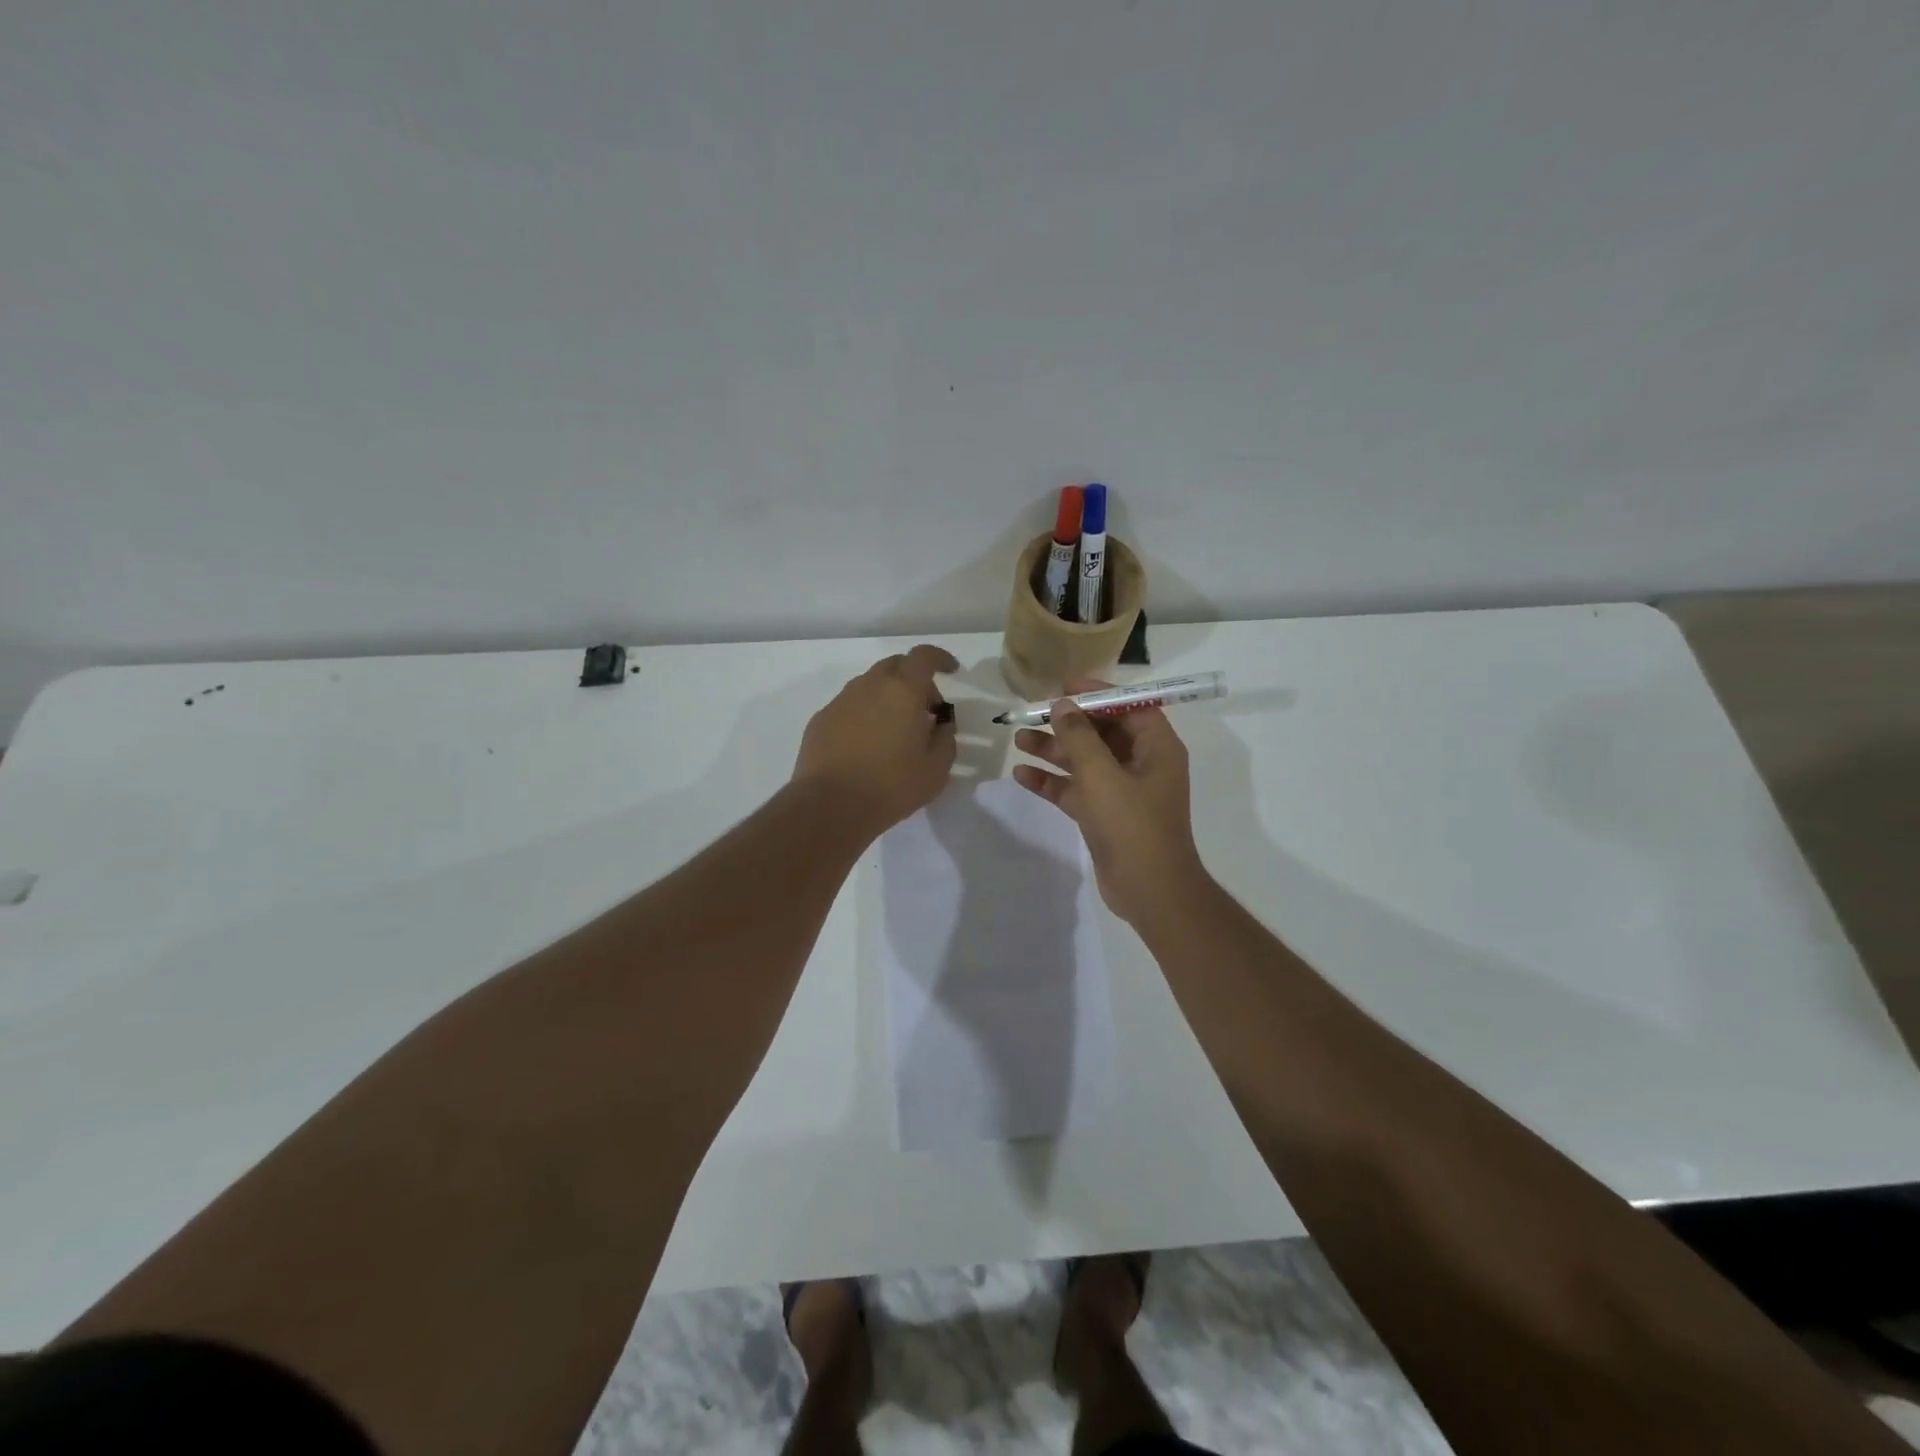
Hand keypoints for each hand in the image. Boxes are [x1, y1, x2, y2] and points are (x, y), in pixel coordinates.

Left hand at [793, 645, 958, 834]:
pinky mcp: (821, 719)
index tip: (950, 670)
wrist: (830, 805)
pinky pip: (850, 706)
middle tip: (925, 708)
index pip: (923, 656)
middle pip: (895, 665)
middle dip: (914, 678)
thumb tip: (941, 724)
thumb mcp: (936, 769)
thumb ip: (945, 739)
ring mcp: (841, 701)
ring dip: (888, 696)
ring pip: (870, 685)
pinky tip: (867, 744)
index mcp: (903, 690)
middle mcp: (869, 685)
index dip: (939, 658)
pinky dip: (865, 714)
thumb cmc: (891, 785)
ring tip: (896, 729)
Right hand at [1013, 679, 1207, 923]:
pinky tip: (1021, 775)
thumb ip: (1079, 737)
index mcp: (1156, 748)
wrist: (1149, 891)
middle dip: (1068, 723)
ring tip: (1018, 739)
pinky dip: (1052, 782)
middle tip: (1033, 713)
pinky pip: (1076, 789)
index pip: (1129, 707)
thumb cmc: (1132, 825)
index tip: (1063, 687)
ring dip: (1054, 750)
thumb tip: (1062, 705)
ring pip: (1085, 761)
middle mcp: (1142, 764)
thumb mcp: (1101, 775)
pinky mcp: (1105, 815)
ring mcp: (1123, 791)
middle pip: (1102, 732)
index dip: (1097, 694)